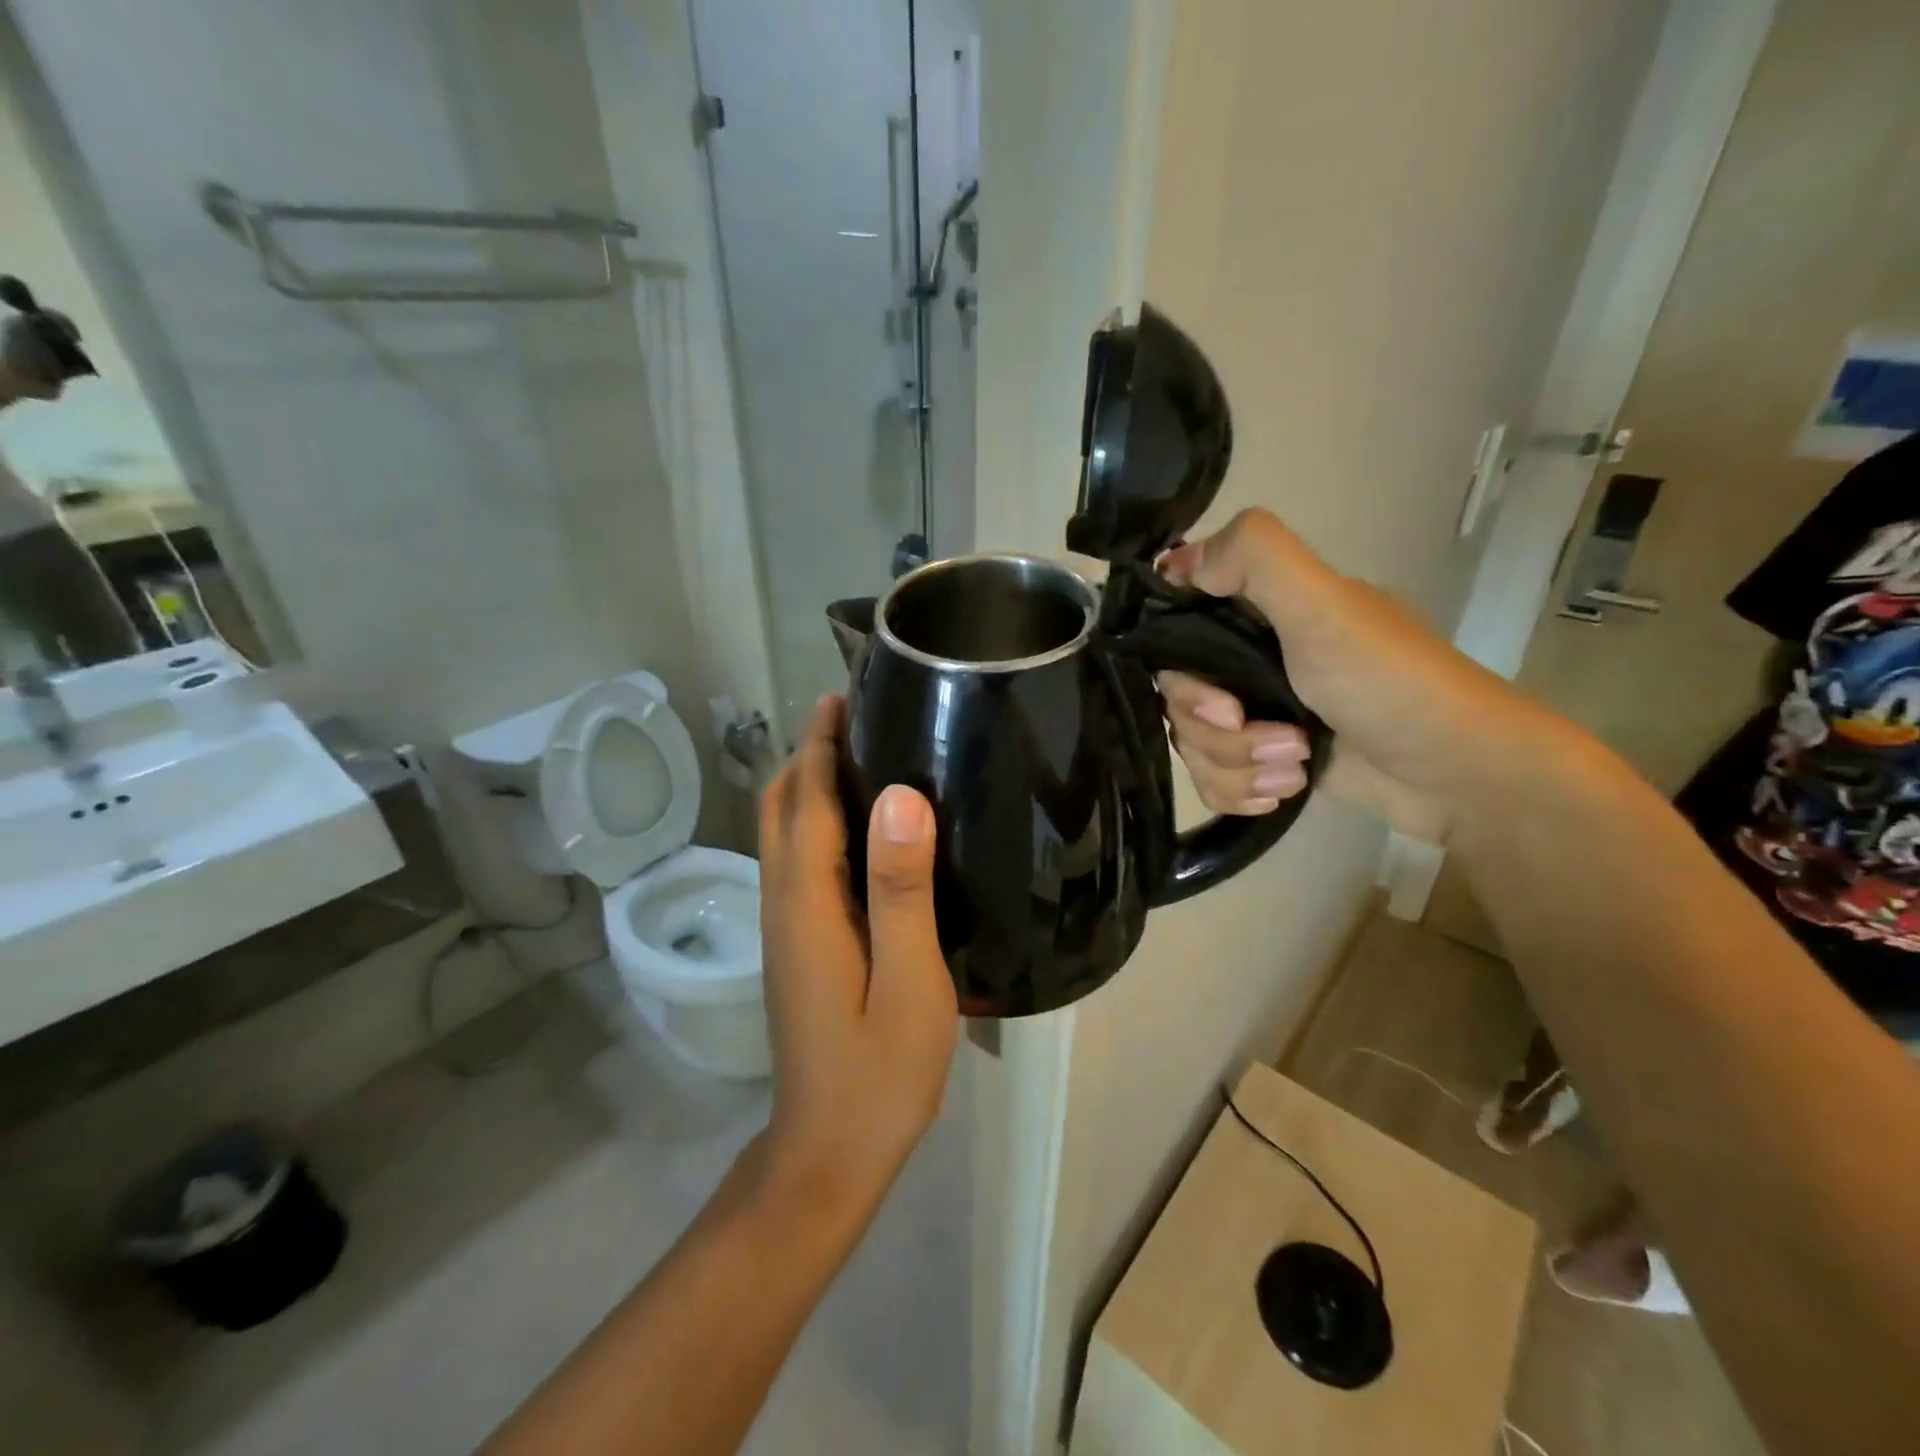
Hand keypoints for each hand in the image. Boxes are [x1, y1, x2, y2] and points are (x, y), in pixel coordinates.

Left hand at [756, 697, 957, 1216]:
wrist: (827, 1155)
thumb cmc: (878, 1074)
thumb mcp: (909, 983)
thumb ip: (901, 890)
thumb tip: (901, 798)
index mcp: (808, 903)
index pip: (808, 800)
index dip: (822, 743)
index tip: (846, 694)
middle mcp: (784, 903)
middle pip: (782, 806)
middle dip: (809, 752)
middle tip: (859, 714)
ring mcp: (785, 926)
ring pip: (784, 832)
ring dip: (810, 782)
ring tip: (862, 752)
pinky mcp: (797, 945)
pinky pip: (798, 860)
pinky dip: (817, 820)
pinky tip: (860, 827)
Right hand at [1157, 510, 1545, 841]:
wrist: (1456, 776)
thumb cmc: (1390, 684)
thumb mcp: (1326, 608)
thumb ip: (1256, 559)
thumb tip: (1175, 562)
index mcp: (1261, 612)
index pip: (1175, 628)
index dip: (1178, 668)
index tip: (1218, 696)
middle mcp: (1251, 658)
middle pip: (1178, 698)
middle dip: (1220, 732)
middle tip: (1282, 738)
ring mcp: (1257, 712)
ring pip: (1193, 744)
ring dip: (1240, 766)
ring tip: (1296, 768)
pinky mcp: (1264, 760)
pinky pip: (1212, 779)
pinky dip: (1241, 791)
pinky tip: (1283, 791)